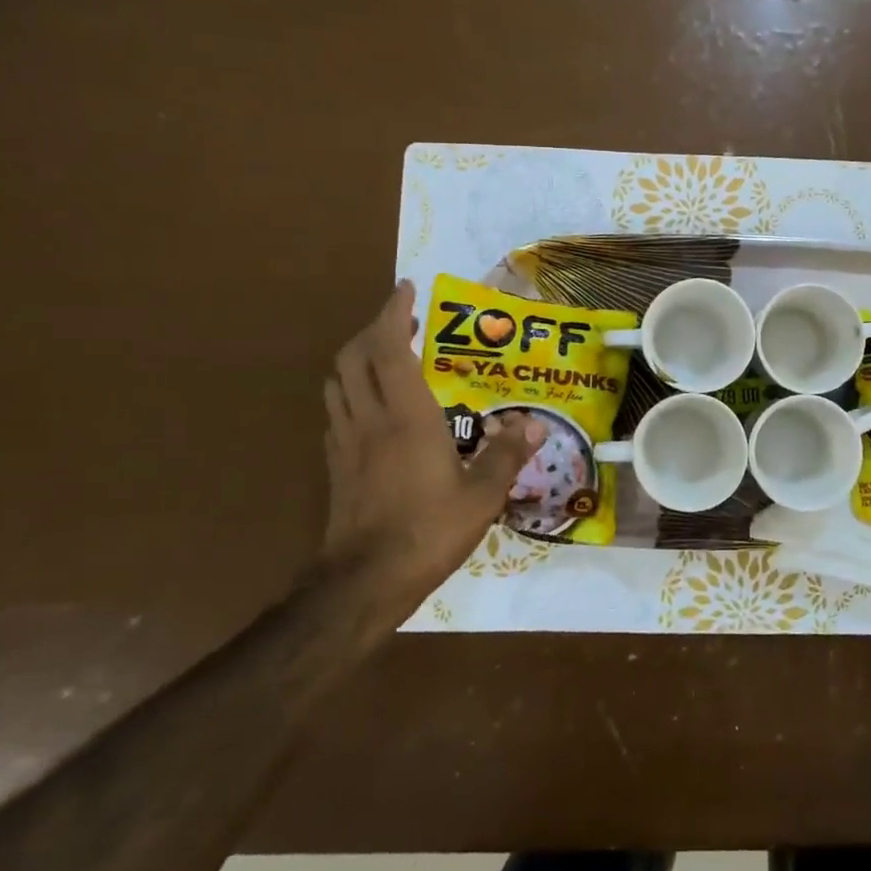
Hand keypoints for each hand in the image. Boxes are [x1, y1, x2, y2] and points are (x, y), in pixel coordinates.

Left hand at [320, 280, 541, 625]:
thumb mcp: (481, 496)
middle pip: (354, 356)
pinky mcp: (335, 465)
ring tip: (384, 354)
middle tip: (403, 321)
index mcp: (406, 417)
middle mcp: (370, 419)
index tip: (407, 288)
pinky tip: (371, 406)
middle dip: (375, 328)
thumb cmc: (427, 532)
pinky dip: (350, 391)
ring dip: (356, 356)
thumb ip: (507, 455)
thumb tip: (534, 424)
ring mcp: (346, 442)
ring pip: (338, 381)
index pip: (390, 348)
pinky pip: (336, 410)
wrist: (363, 582)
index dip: (394, 313)